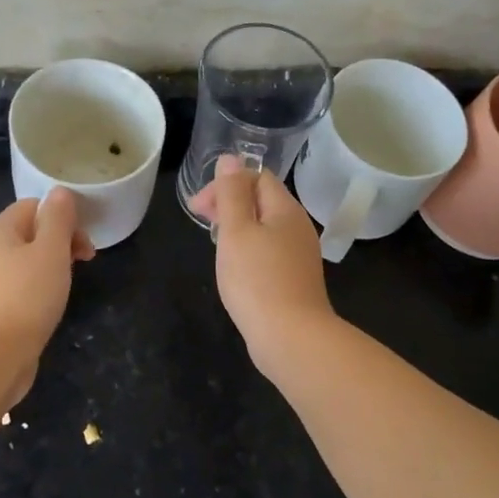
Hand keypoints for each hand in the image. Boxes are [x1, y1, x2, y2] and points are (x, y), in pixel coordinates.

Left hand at [0, 188, 94, 405]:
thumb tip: (60, 192)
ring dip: (54, 266)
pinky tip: (52, 304)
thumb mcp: (50, 251)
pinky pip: (22, 286)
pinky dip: (41, 288)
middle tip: (86, 260)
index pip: (33, 205)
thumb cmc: (26, 297)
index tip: (84, 239)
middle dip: (62, 240)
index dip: (62, 216)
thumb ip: (58, 218)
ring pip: (28, 261)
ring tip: (71, 283)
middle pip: (31, 232)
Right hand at [188, 154, 336, 379]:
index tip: (199, 207)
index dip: (226, 183)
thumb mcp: (236, 231)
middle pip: (262, 201)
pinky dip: (249, 251)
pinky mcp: (295, 280)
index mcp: (286, 209)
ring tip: (216, 245)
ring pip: (265, 228)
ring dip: (238, 228)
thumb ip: (231, 194)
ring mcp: (299, 255)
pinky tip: (236, 269)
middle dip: (229, 204)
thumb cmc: (257, 280)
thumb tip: (231, 160)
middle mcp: (298, 227)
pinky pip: (269, 252)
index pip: (257, 177)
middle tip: (201, 222)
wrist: (291, 337)